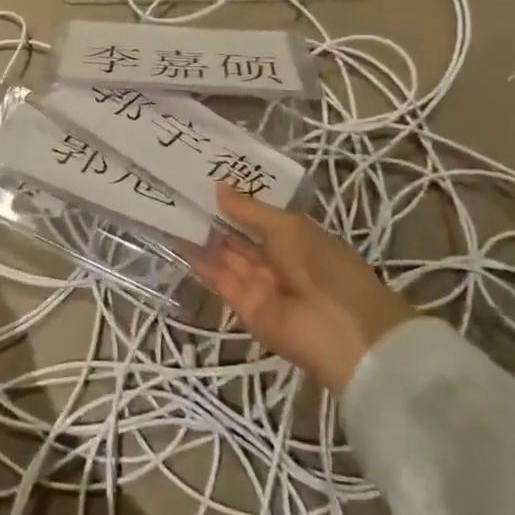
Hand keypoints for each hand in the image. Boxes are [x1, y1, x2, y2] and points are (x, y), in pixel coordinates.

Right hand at [193, 182, 416, 393]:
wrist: (344, 335)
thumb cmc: (326, 269)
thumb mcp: (289, 229)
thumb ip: (250, 211)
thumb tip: (218, 187)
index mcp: (296, 239)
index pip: (259, 217)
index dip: (234, 201)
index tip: (203, 179)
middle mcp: (277, 260)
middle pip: (239, 236)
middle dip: (213, 217)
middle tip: (178, 192)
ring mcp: (259, 284)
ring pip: (226, 256)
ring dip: (202, 237)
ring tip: (170, 210)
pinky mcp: (243, 307)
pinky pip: (220, 280)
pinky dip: (200, 263)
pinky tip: (178, 240)